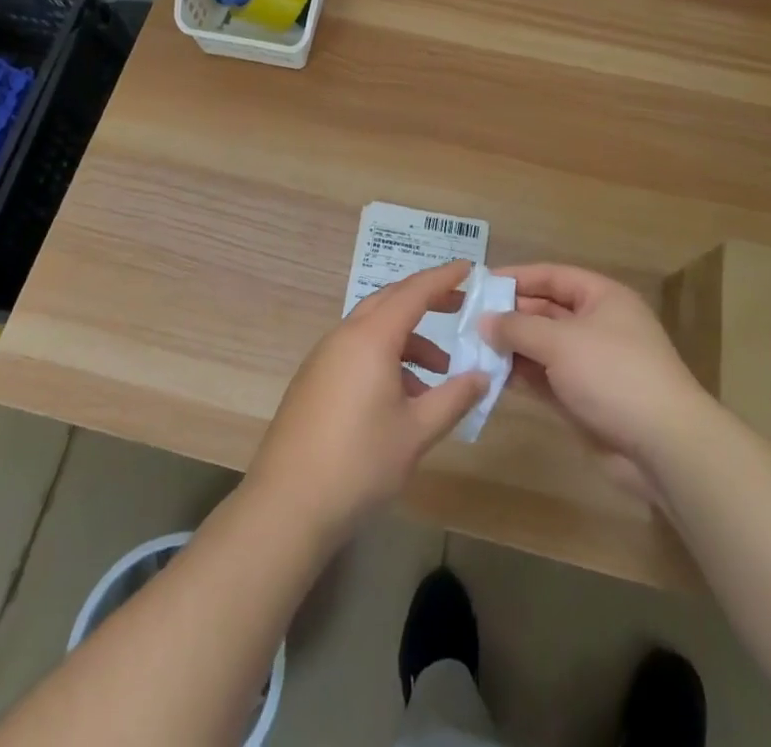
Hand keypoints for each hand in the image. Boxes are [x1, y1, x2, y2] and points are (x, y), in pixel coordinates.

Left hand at [245, 260, 487, 543]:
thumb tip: (482, 376)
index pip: (414, 292)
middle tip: (460, 307)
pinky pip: (357, 351)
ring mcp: (325, 356)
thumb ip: (453, 398)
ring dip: (408, 340)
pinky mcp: (314, 379)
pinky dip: (385, 358)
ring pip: (374, 329)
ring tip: (439, 374)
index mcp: (371, 337)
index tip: (469, 267)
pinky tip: (403, 398)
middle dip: (426, 301)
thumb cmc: (359, 462)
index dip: (443, 278)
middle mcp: (346, 336)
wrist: (288, 504)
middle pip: (390, 301)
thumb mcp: (416, 432)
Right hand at [483, 263, 714, 497]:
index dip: (517, 277)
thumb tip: (485, 321)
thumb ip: (518, 328)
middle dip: (510, 315)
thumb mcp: (561, 342)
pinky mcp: (585, 399)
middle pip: (546, 311)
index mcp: (601, 298)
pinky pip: (546, 379)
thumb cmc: (613, 374)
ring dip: (512, 348)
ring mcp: (591, 364)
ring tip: (471, 348)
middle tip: (468, 320)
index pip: (552, 276)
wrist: (664, 446)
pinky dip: (522, 376)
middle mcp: (597, 325)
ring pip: (543, 347)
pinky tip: (491, 376)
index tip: (480, 284)